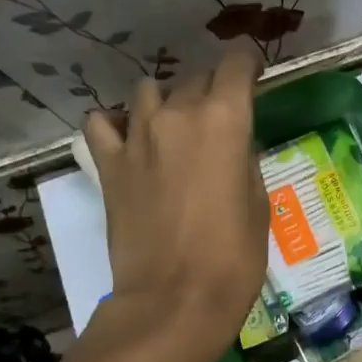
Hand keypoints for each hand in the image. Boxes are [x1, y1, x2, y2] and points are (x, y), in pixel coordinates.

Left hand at [83, 47, 268, 350]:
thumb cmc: (234, 258)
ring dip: (166, 101)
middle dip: (213, 89)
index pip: (236, 64)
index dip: (248, 61)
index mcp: (225, 120)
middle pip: (195, 78)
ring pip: (148, 92)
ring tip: (174, 126)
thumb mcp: (259, 204)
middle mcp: (178, 115)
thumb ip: (245, 162)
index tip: (254, 71)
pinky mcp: (109, 165)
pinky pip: (102, 123)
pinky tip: (129, 139)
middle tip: (222, 115)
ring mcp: (136, 137)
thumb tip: (234, 147)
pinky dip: (115, 123)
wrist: (175, 300)